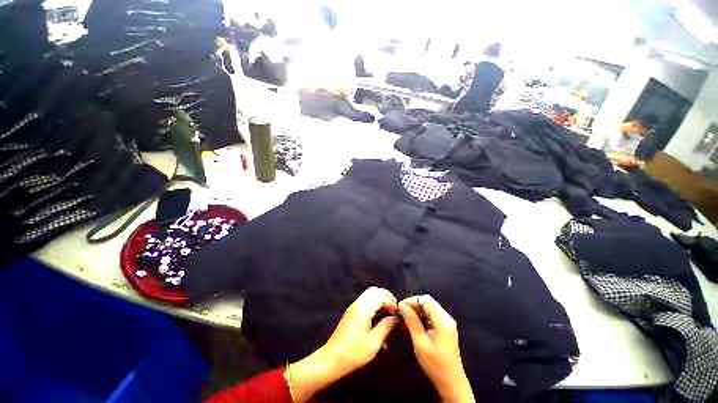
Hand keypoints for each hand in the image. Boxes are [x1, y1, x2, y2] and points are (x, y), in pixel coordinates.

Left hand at [289, 287, 398, 401]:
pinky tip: (378, 318)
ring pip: (369, 294)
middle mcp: (358, 303)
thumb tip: (395, 318)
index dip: (391, 301)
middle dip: (386, 296)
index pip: (380, 296)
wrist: (332, 359)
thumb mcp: (373, 342)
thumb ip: (386, 326)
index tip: (397, 312)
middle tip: (394, 308)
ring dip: (380, 299)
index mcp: (363, 308)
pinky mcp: (351, 313)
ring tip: (388, 312)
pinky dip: (374, 304)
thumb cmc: (354, 352)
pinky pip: (365, 301)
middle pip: (374, 291)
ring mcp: (353, 307)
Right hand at [399, 295, 474, 402]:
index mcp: (443, 320)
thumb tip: (402, 305)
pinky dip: (422, 315)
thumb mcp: (420, 343)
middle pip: (428, 301)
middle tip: (401, 312)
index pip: (425, 300)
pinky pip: (432, 314)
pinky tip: (413, 322)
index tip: (399, 307)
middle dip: (413, 304)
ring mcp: (447, 322)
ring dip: (417, 309)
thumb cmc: (435, 365)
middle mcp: (446, 318)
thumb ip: (412, 321)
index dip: (411, 300)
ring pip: (429, 307)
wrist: (452, 384)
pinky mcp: (445, 328)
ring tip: (405, 317)